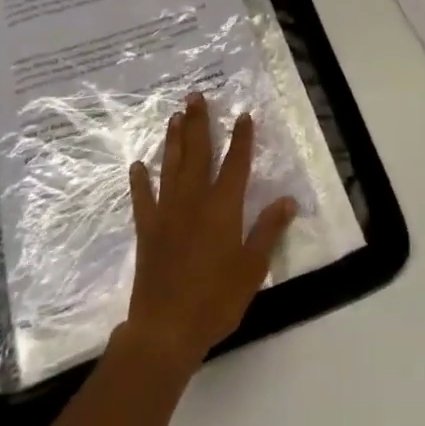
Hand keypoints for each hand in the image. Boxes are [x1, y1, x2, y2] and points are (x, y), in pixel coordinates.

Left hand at [123, 92, 296, 374]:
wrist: (165, 329)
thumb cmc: (216, 300)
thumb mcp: (253, 268)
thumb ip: (268, 230)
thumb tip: (287, 200)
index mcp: (223, 208)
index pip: (236, 164)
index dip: (241, 139)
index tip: (243, 115)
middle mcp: (193, 201)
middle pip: (197, 153)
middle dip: (199, 123)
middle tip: (195, 96)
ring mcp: (166, 213)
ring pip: (170, 167)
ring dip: (173, 140)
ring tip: (174, 116)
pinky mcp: (146, 230)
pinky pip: (142, 198)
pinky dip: (140, 180)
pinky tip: (138, 165)